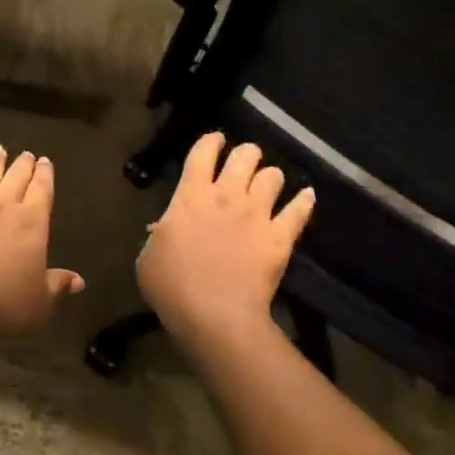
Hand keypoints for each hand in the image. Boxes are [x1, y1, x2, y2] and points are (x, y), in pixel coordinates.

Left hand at [0, 145, 84, 340]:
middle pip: (16, 178)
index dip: (45, 175)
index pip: (42, 190)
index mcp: (32, 223)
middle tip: (27, 154)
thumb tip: (79, 281)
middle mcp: (6, 208)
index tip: (45, 161)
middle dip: (24, 164)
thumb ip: (58, 286)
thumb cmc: (5, 303)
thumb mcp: (40, 302)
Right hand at [137, 133, 314, 343]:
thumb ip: (159, 235)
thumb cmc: (171, 286)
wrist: (213, 315)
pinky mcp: (280, 237)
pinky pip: (299, 210)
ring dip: (270, 177)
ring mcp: (257, 214)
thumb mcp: (148, 257)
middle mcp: (226, 196)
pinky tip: (307, 196)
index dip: (210, 141)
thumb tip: (165, 228)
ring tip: (268, 185)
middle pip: (244, 156)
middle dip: (246, 154)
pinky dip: (304, 201)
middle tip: (244, 162)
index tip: (215, 140)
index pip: (202, 153)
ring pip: (273, 176)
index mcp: (190, 196)